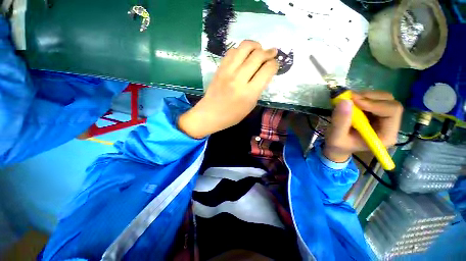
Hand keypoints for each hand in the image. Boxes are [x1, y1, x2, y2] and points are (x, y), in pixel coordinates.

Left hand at [178, 40, 278, 138]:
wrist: (210, 113)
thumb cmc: (232, 115)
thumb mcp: (250, 105)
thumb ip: (258, 88)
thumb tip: (264, 72)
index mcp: (249, 93)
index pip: (267, 70)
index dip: (275, 64)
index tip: (275, 64)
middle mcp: (239, 79)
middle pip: (258, 55)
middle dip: (269, 52)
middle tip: (272, 53)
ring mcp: (228, 71)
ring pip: (245, 47)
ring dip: (256, 45)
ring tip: (259, 49)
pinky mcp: (220, 68)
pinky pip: (232, 51)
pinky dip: (241, 50)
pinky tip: (244, 55)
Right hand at [323, 91, 403, 162]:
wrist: (338, 146)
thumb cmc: (338, 145)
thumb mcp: (335, 137)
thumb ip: (340, 122)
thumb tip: (345, 101)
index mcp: (385, 135)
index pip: (392, 112)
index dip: (375, 104)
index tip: (354, 101)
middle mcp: (390, 125)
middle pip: (390, 102)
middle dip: (369, 98)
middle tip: (349, 98)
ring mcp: (384, 117)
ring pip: (383, 98)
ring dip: (365, 96)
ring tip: (348, 100)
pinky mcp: (376, 112)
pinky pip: (375, 98)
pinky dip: (362, 97)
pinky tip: (351, 103)